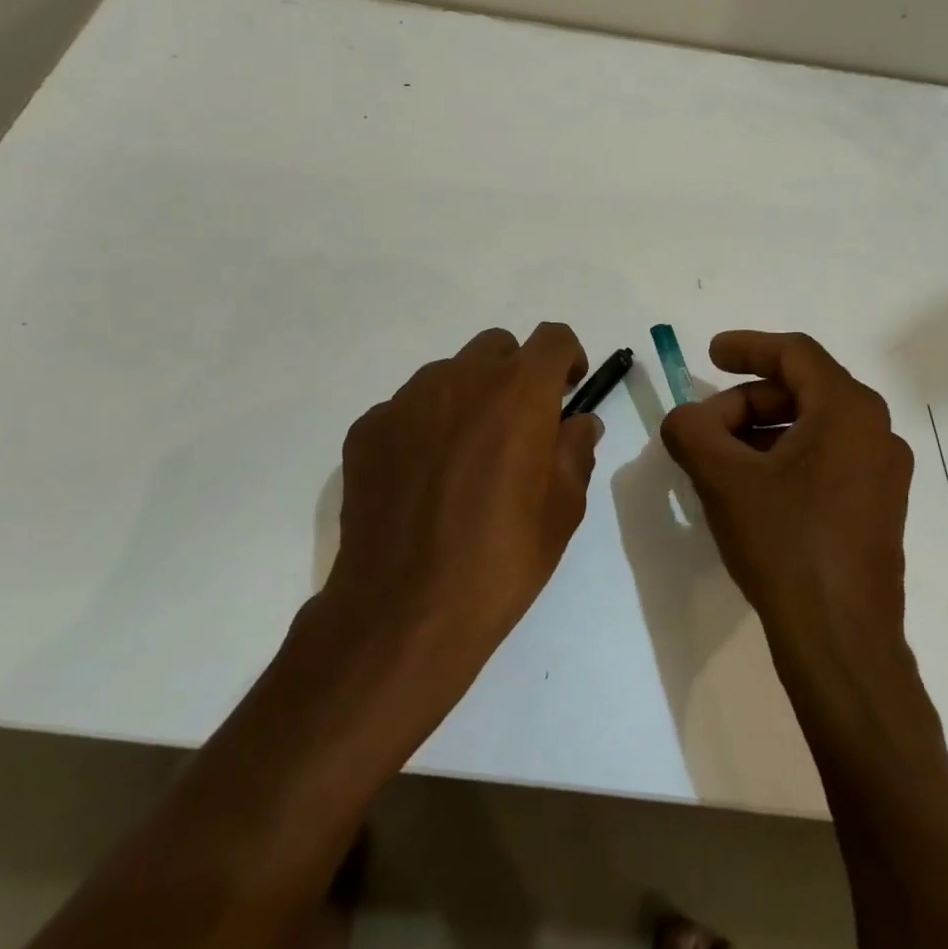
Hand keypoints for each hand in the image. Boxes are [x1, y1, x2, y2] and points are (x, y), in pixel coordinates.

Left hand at [323, 324, 601, 667]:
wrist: (404, 610)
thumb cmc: (501, 558)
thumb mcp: (564, 509)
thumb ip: (576, 449)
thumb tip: (579, 422)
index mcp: (518, 391)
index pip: (553, 338)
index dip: (567, 358)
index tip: (567, 391)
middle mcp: (460, 377)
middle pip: (497, 347)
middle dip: (515, 374)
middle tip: (518, 426)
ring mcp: (407, 399)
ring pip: (448, 374)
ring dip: (467, 398)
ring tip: (465, 458)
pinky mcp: (368, 427)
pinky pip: (407, 409)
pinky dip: (424, 427)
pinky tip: (422, 479)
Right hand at [660, 331, 912, 653]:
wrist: (840, 641)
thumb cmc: (785, 544)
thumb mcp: (723, 478)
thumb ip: (691, 430)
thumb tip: (685, 418)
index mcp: (848, 410)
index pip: (794, 353)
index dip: (747, 347)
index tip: (709, 354)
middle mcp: (876, 431)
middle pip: (801, 390)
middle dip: (745, 403)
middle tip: (703, 429)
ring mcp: (883, 472)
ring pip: (812, 427)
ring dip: (761, 432)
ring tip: (719, 463)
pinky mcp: (878, 507)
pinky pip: (825, 459)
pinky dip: (784, 459)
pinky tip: (750, 490)